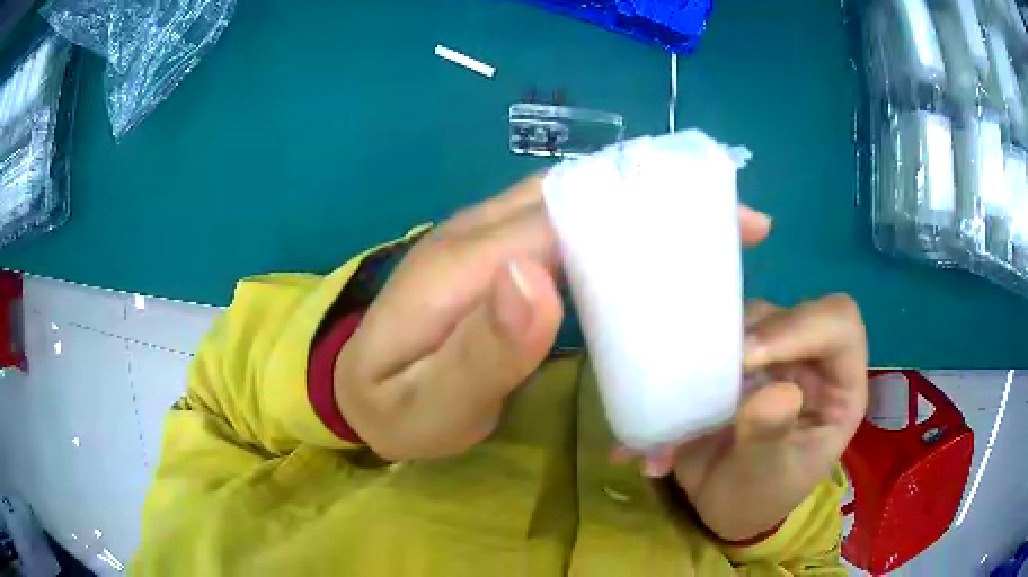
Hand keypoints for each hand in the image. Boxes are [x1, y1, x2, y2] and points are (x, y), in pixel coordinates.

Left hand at [334, 173, 773, 461]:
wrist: (356, 389)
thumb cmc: (394, 409)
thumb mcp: (429, 405)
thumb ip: (478, 352)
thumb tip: (538, 279)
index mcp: (461, 263)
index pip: (565, 216)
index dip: (646, 211)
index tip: (723, 223)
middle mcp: (478, 232)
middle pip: (580, 193)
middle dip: (662, 199)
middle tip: (737, 222)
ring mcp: (487, 239)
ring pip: (577, 201)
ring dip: (645, 206)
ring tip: (712, 229)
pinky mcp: (498, 255)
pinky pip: (565, 226)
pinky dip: (617, 228)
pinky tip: (654, 248)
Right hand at [646, 296, 867, 541]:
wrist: (722, 505)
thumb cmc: (758, 498)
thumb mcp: (766, 479)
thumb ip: (771, 437)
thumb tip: (778, 390)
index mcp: (838, 386)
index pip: (839, 324)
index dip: (799, 327)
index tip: (746, 358)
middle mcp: (811, 359)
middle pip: (787, 312)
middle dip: (748, 334)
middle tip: (703, 367)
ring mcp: (774, 355)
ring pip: (748, 317)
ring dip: (713, 343)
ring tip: (680, 386)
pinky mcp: (739, 358)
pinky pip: (714, 334)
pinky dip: (688, 353)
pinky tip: (665, 387)